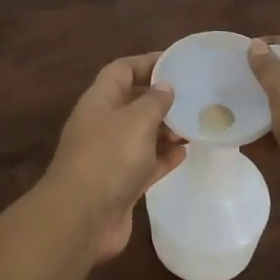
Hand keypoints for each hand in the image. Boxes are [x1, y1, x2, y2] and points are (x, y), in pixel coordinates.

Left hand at [39, 53, 184, 260]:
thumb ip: (154, 101)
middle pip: (133, 102)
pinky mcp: (120, 184)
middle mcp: (102, 124)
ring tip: (196, 124)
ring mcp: (110, 156)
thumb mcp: (136, 120)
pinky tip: (186, 153)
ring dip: (166, 129)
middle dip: (161, 98)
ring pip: (141, 134)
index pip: (122, 70)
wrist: (82, 218)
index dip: (147, 62)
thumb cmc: (109, 158)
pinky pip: (146, 163)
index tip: (177, 62)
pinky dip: (163, 157)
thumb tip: (165, 86)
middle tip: (195, 95)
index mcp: (99, 101)